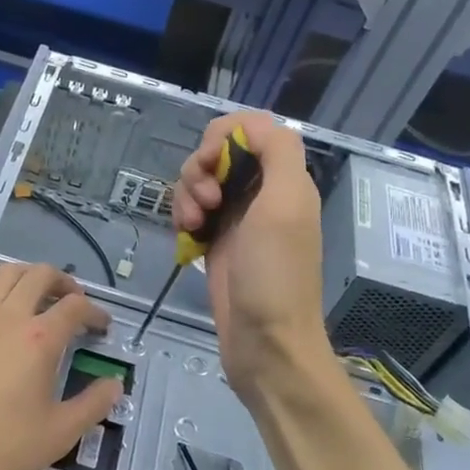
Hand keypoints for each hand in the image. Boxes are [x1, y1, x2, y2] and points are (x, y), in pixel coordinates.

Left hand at [0, 262, 119, 469]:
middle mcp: (7, 316)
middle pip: (40, 275)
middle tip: (71, 301)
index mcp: (40, 338)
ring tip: (33, 295)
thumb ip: (93, 405)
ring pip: (3, 274)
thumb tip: (115, 384)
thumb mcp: (58, 435)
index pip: (76, 308)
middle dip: (63, 282)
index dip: (94, 312)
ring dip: (26, 277)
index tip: (101, 326)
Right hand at [173, 112, 329, 393]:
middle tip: (204, 203)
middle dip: (199, 170)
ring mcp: (236, 219)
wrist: (265, 343)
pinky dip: (183, 217)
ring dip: (186, 195)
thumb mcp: (286, 204)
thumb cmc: (275, 274)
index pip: (249, 128)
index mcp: (283, 178)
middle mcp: (260, 193)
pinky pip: (191, 211)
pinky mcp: (216, 242)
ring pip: (199, 182)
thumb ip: (277, 151)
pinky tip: (187, 238)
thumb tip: (249, 126)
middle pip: (217, 153)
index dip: (222, 136)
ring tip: (193, 226)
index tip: (210, 163)